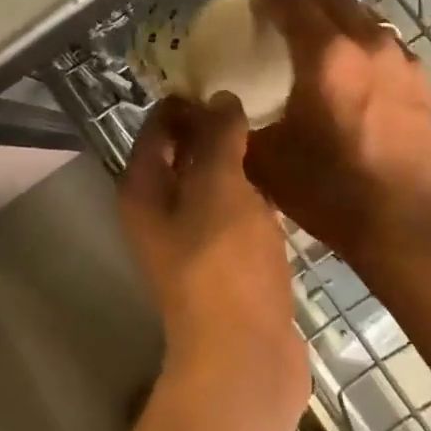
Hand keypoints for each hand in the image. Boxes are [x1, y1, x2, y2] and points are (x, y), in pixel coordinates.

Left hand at [119, 94, 310, 417]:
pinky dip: (254, 188)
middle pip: (184, 149)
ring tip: (275, 125)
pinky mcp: (227, 258)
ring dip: (238, 155)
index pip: (158, 124)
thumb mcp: (219, 188)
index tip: (227, 73)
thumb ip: (218, 137)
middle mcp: (161, 208)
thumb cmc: (224, 265)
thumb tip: (221, 98)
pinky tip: (285, 173)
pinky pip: (237, 207)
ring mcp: (194, 236)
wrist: (245, 357)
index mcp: (145, 187)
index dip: (187, 97)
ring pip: (213, 179)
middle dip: (215, 123)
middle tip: (258, 94)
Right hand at [242, 0, 430, 259]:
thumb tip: (212, 109)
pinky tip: (345, 50)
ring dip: (327, 1)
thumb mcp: (268, 161)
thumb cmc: (333, 192)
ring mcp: (399, 57)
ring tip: (304, 12)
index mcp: (326, 54)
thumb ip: (235, 126)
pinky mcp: (418, 78)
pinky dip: (353, 27)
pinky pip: (379, 34)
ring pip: (358, 8)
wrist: (410, 225)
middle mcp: (366, 41)